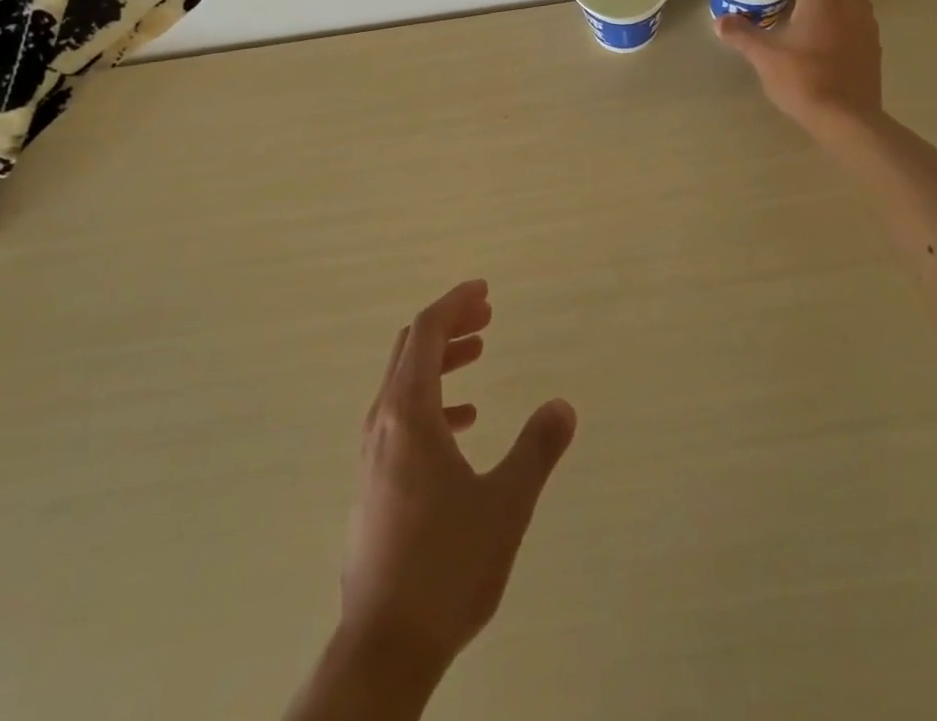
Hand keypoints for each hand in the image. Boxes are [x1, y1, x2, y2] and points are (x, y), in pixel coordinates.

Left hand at [340, 280, 576, 678]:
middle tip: (488, 316)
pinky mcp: (374, 481)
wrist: (384, 646)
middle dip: (450, 324)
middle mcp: (382, 422)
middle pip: (412, 348)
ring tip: (480, 354)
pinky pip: (402, 417)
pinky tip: (463, 423)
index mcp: (408, 412)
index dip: (455, 302)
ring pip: (404, 382)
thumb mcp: (506, 503)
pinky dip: (433, 400)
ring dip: (442, 360)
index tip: (485, 290)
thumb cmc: (447, 566)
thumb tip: (563, 405)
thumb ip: (537, 448)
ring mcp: (373, 453)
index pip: (427, 331)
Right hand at [717, 0, 885, 134]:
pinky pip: (852, 15)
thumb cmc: (805, 79)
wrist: (849, 121)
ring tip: (795, 7)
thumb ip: (741, 34)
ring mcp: (867, 22)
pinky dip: (835, 15)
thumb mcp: (764, 56)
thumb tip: (720, 22)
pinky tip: (813, 37)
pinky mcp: (871, 43)